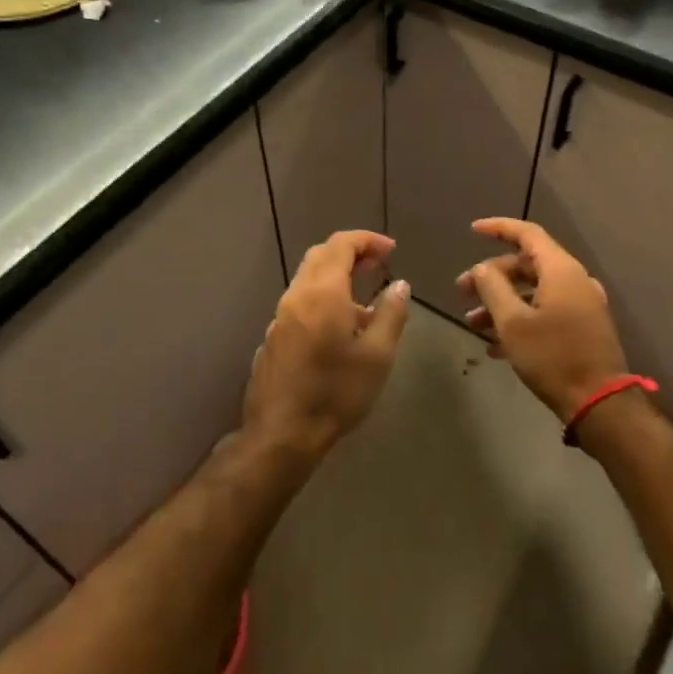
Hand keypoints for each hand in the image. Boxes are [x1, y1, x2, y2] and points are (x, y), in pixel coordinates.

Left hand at [244, 230, 410, 458]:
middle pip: (320, 256)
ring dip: (336, 276)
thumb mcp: (377, 355)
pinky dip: (322, 298)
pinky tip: (338, 328)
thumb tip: (399, 285)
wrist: (282, 433)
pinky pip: (300, 303)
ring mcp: (280, 317)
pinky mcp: (273, 337)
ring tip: (364, 300)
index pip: (341, 244)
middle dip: (350, 252)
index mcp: (323, 292)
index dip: (367, 240)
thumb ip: (391, 314)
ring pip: (307, 279)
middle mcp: (297, 296)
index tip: (390, 250)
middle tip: (378, 265)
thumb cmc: (336, 392)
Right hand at [457, 218, 626, 422]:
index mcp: (561, 270)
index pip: (527, 233)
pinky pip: (545, 311)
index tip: (473, 230)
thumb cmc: (552, 357)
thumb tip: (482, 268)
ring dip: (502, 303)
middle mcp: (574, 280)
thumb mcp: (512, 322)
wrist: (599, 403)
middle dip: (492, 277)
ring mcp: (581, 305)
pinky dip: (520, 319)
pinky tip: (495, 347)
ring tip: (473, 324)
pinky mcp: (583, 327)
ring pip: (533, 292)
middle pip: (527, 265)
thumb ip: (493, 287)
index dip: (498, 228)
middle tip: (462, 292)